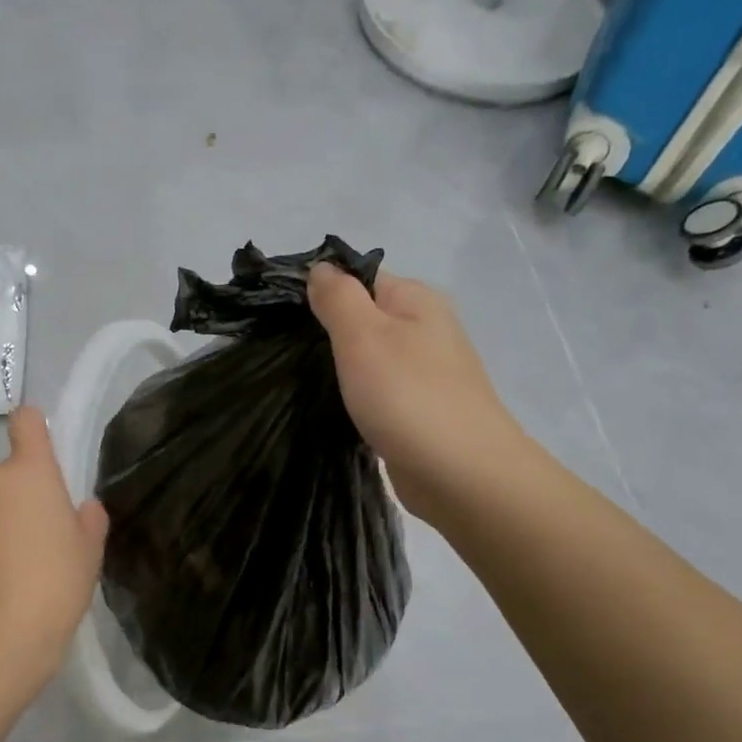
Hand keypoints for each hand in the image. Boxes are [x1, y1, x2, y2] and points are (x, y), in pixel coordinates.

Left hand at [0, 406, 107, 689]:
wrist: (0, 636)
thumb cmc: (57, 583)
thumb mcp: (89, 550)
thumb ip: (89, 518)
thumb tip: (80, 507)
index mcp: (29, 472)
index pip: (26, 421)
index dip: (34, 427)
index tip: (42, 449)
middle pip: (9, 474)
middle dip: (22, 496)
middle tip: (42, 537)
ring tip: (16, 566)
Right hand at [308, 263, 523, 522]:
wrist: (461, 474)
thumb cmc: (407, 396)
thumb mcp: (362, 334)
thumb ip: (338, 297)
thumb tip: (321, 267)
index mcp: (416, 300)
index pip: (359, 278)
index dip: (320, 291)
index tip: (281, 316)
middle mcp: (425, 329)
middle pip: (365, 318)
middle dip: (327, 332)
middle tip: (283, 350)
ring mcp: (425, 373)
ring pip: (370, 358)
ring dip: (340, 368)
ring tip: (300, 379)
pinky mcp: (419, 411)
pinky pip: (378, 391)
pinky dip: (356, 396)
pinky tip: (333, 408)